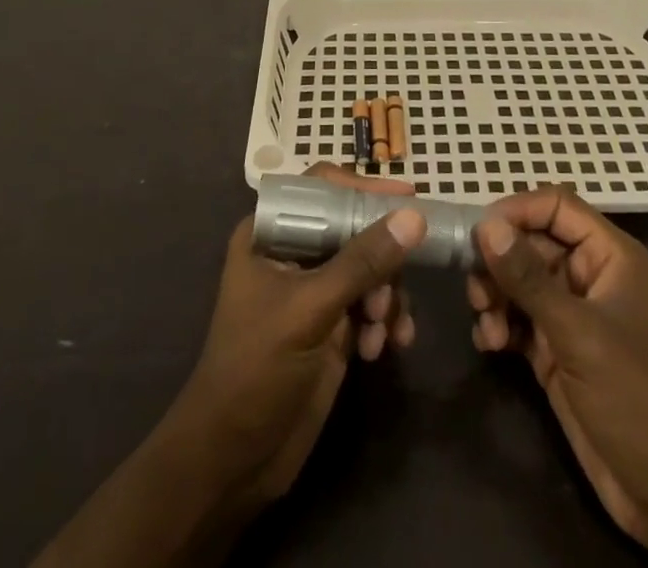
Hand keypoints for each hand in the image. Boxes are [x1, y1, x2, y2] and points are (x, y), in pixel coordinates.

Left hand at [167, 164, 424, 509]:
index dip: (363, 188)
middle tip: (394, 287)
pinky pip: (373, 304)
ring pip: (370, 267)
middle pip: (354, 227)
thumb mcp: (309, 310)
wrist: (234, 461)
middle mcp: (295, 252)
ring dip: (386, 295)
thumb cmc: (256, 369)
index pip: (322, 188)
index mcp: (271, 232)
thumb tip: (414, 217)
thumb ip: (362, 262)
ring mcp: (315, 289)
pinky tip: (384, 348)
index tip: (408, 197)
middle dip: (380, 257)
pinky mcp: (333, 325)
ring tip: (382, 329)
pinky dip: (385, 321)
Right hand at [467, 188, 647, 559]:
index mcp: (610, 256)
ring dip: (495, 295)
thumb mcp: (577, 333)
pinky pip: (517, 317)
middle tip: (475, 289)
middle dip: (500, 262)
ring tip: (487, 324)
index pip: (557, 207)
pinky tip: (490, 344)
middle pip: (532, 242)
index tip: (479, 232)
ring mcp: (572, 313)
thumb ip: (528, 277)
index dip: (518, 211)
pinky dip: (499, 323)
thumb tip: (485, 225)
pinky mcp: (556, 348)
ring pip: (520, 280)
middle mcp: (590, 276)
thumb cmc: (634, 397)